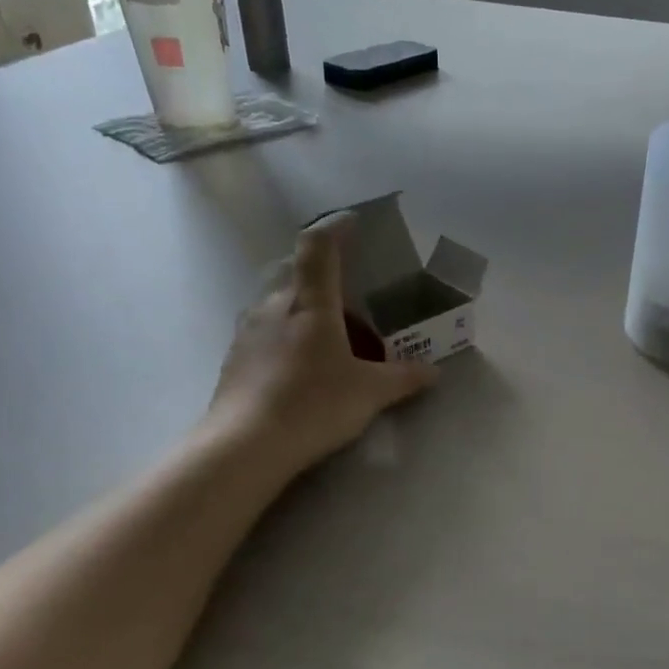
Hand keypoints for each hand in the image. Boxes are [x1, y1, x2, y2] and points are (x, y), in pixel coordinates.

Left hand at [204, 213, 436, 478]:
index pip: (319, 247)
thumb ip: (403, 378)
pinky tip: (304, 371)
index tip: (353, 222)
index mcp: (309, 302)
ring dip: (307, 314)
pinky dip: (288, 339)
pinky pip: (266, 333)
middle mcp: (273, 306)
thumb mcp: (370, 393)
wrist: (246, 446)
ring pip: (280, 306)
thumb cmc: (314, 404)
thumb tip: (433, 372)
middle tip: (354, 305)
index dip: (336, 229)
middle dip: (326, 283)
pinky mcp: (235, 359)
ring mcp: (248, 331)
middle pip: (298, 276)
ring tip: (332, 344)